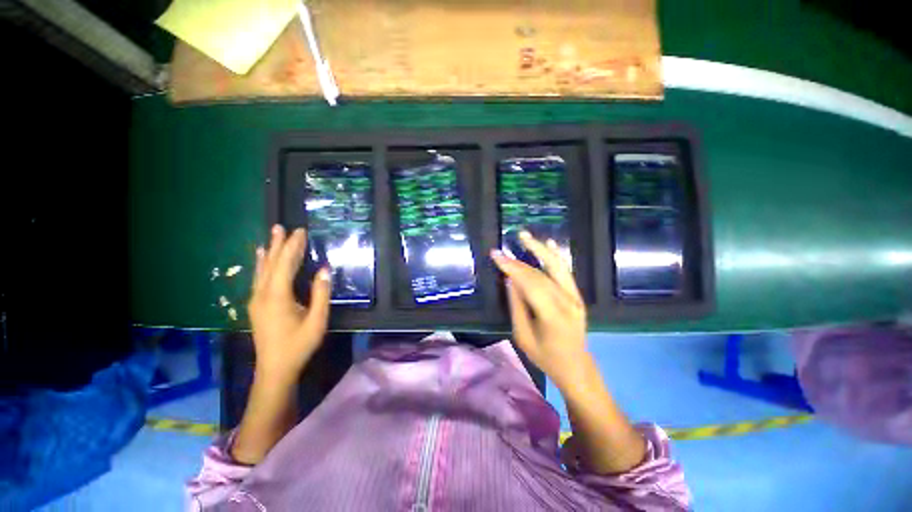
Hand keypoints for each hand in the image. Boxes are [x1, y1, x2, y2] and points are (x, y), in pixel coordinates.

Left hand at [248, 225, 330, 381]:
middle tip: (282, 226)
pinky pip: (258, 277)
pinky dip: (261, 264)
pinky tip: (259, 257)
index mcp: (278, 296)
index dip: (293, 247)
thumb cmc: (299, 345)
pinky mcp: (256, 305)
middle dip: (278, 244)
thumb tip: (325, 269)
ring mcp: (256, 299)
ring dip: (268, 251)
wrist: (275, 369)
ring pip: (262, 269)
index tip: (300, 231)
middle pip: (270, 263)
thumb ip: (321, 293)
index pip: (285, 264)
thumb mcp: (317, 320)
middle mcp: (262, 294)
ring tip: (271, 235)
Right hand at [490, 231, 589, 383]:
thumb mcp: (523, 336)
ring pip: (555, 267)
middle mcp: (567, 302)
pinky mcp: (577, 295)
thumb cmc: (545, 356)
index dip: (512, 268)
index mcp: (552, 316)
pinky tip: (550, 243)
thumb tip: (510, 280)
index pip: (529, 284)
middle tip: (501, 250)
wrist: (575, 366)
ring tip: (524, 236)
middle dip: (518, 261)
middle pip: (540, 274)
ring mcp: (575, 297)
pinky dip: (557, 256)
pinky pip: (566, 272)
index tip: (496, 256)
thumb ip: (517, 306)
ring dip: (539, 249)